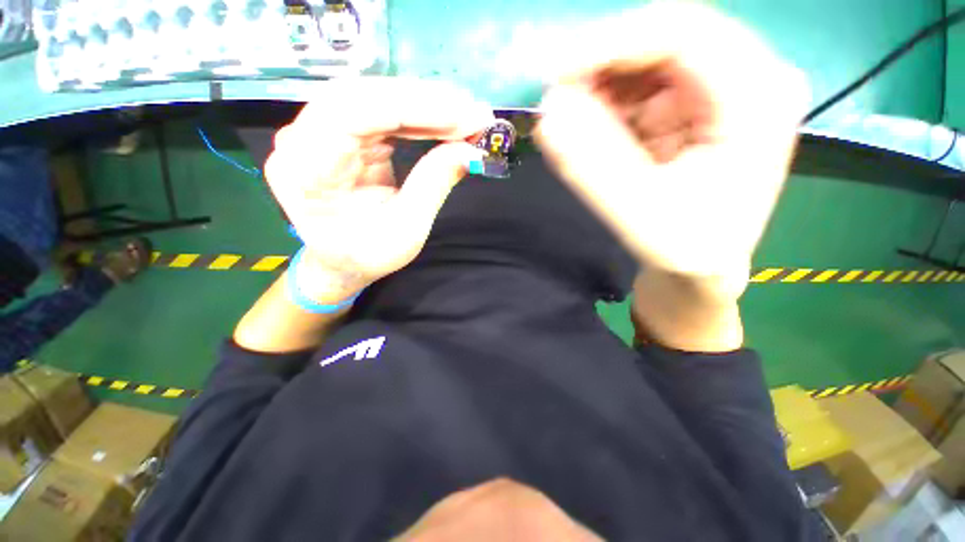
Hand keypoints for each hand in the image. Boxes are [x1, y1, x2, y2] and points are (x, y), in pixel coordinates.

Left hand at [265, 78, 492, 299]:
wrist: (340, 261)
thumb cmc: (367, 254)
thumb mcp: (407, 229)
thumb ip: (434, 184)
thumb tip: (470, 150)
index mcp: (308, 171)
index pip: (356, 113)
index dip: (415, 108)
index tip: (465, 116)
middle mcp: (302, 140)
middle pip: (364, 96)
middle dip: (425, 102)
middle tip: (473, 113)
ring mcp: (317, 132)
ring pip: (373, 98)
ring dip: (423, 105)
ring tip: (465, 117)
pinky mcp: (339, 133)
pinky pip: (378, 112)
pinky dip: (415, 116)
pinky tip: (443, 122)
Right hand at [535, 3, 808, 295]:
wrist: (701, 269)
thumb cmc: (686, 252)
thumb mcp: (641, 216)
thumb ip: (594, 167)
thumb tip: (548, 116)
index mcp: (757, 98)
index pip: (682, 32)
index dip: (609, 44)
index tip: (554, 75)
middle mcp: (748, 78)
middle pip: (663, 39)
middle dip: (601, 69)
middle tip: (557, 105)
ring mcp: (722, 90)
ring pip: (647, 62)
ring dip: (600, 90)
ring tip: (573, 129)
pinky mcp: (695, 107)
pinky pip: (642, 88)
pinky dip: (608, 106)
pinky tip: (591, 135)